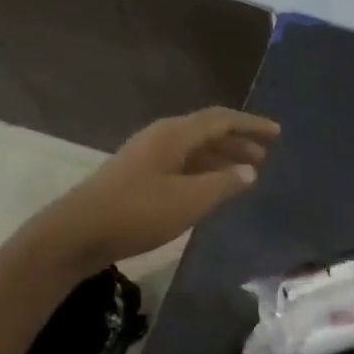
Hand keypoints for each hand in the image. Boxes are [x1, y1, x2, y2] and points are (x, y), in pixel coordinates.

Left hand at [43, 107, 278, 272]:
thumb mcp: (188, 201)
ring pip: (194, 150)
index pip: (220, 120)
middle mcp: (161, 138)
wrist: (76, 234)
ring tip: (246, 173)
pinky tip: (213, 189)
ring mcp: (147, 157)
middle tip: (265, 156)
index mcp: (173, 135)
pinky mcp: (138, 177)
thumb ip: (223, 184)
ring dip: (221, 158)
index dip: (250, 124)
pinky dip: (204, 172)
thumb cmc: (136, 213)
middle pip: (207, 132)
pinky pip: (182, 165)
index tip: (277, 133)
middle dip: (237, 142)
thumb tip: (250, 170)